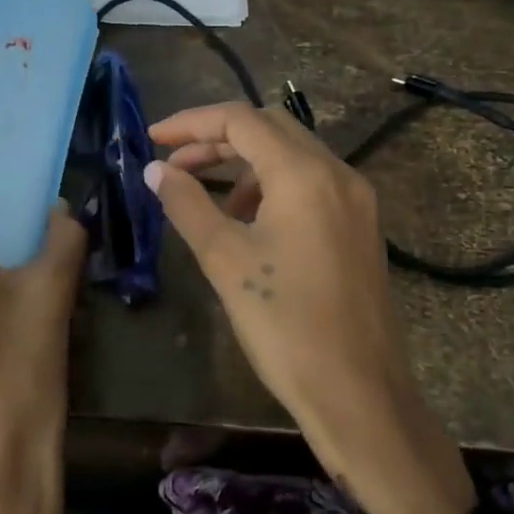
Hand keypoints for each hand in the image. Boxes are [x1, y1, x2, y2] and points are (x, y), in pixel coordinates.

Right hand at [145, 103, 474, 513]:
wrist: (360, 393)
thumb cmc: (286, 325)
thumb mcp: (226, 260)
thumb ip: (188, 205)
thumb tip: (155, 170)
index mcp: (305, 174)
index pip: (241, 120)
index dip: (191, 123)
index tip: (152, 139)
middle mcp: (338, 173)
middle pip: (271, 128)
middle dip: (218, 138)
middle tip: (175, 163)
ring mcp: (357, 199)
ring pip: (293, 154)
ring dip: (247, 162)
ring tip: (210, 197)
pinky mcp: (362, 225)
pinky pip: (312, 182)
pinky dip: (275, 185)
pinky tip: (251, 221)